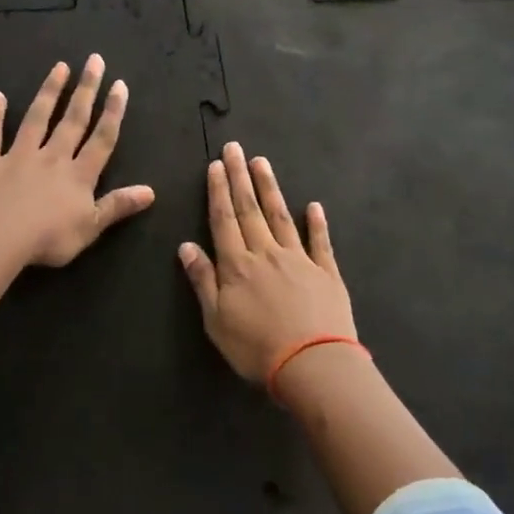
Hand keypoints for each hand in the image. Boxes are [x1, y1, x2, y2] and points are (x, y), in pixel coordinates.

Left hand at [0, 55, 154, 267]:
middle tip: (94, 60)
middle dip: (85, 90)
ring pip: (37, 118)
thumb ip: (117, 205)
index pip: (101, 139)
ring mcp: (19, 156)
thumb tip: (151, 191)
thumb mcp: (91, 227)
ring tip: (60, 67)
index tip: (119, 85)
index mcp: (78, 175)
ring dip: (49, 92)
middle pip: (73, 119)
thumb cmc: (48, 238)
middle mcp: (52, 157)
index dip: (112, 112)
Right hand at [179, 143, 356, 384]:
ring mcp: (300, 259)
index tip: (215, 166)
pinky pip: (320, 242)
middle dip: (240, 177)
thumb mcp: (216, 320)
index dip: (219, 192)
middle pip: (250, 209)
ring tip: (262, 163)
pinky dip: (317, 223)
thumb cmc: (256, 348)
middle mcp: (267, 253)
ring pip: (281, 216)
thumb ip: (203, 281)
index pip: (224, 220)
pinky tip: (314, 206)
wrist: (313, 365)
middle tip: (235, 148)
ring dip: (270, 189)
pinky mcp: (327, 273)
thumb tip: (186, 246)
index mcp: (238, 265)